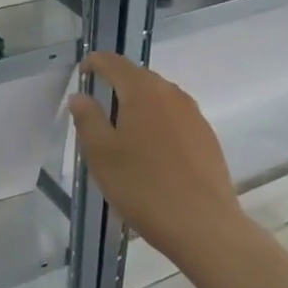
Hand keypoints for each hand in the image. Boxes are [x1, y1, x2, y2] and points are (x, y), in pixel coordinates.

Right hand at [68, 53, 244, 259]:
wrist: (202, 224)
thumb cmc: (143, 187)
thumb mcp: (102, 155)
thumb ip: (88, 119)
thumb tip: (80, 95)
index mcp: (143, 91)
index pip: (115, 63)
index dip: (95, 63)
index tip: (83, 71)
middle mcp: (172, 94)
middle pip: (140, 78)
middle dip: (117, 85)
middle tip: (98, 106)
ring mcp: (194, 115)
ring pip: (160, 99)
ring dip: (139, 106)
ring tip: (122, 131)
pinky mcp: (207, 137)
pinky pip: (175, 118)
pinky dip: (157, 124)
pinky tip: (151, 151)